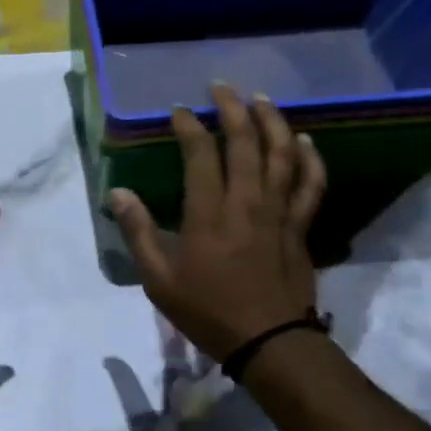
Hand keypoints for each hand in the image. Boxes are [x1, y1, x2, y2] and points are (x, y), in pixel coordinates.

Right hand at [109, 84, 324, 363]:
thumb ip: (139, 233)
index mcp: (210, 213)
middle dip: (234, 109)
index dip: (189, 126)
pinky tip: (306, 142)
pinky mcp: (300, 227)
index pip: (201, 154)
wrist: (269, 342)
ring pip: (282, 155)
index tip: (179, 111)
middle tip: (222, 87)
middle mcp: (247, 202)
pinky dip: (310, 160)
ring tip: (263, 99)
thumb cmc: (208, 311)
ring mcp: (279, 213)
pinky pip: (311, 185)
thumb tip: (118, 193)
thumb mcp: (159, 279)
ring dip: (273, 122)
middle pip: (246, 143)